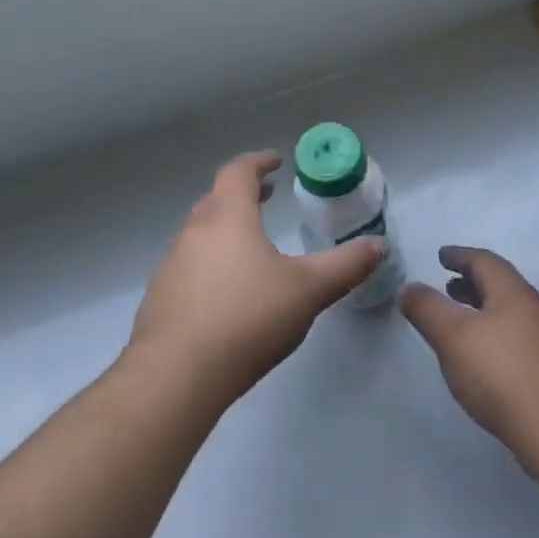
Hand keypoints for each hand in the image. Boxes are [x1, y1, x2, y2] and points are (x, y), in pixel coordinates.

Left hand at [128, 151, 383, 405]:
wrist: (176, 376)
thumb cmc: (247, 317)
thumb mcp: (308, 290)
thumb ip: (345, 266)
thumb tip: (379, 245)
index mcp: (227, 218)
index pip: (238, 173)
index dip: (258, 162)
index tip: (276, 161)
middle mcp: (193, 234)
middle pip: (216, 200)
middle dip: (242, 194)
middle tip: (266, 197)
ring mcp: (171, 267)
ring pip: (199, 235)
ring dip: (225, 230)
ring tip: (251, 247)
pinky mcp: (160, 301)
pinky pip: (188, 268)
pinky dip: (210, 265)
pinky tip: (227, 295)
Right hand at [400, 247, 538, 469]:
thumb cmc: (502, 374)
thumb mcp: (453, 336)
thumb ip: (428, 309)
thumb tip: (409, 288)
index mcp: (513, 293)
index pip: (484, 261)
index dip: (460, 255)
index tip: (442, 255)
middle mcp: (534, 309)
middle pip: (500, 285)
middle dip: (472, 282)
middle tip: (448, 285)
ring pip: (509, 312)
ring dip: (483, 308)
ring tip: (460, 321)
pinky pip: (516, 337)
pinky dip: (494, 333)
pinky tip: (483, 358)